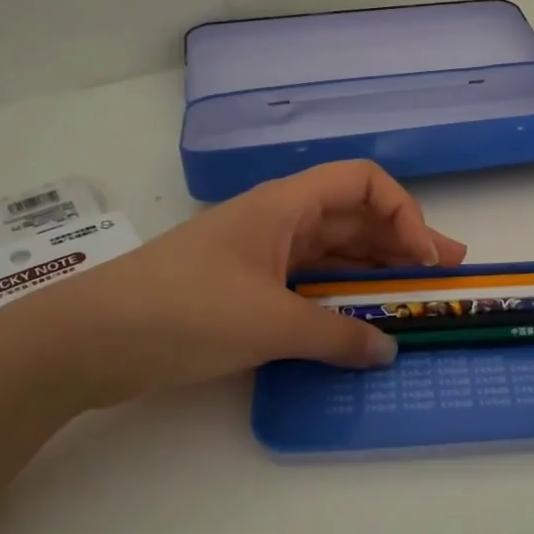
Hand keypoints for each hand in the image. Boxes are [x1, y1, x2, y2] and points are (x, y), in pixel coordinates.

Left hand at [21, 161, 466, 405]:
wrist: (88, 340)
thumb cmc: (183, 311)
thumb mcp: (268, 323)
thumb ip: (336, 336)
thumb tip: (388, 351)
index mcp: (284, 206)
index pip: (362, 182)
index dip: (403, 212)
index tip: (424, 259)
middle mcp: (277, 222)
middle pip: (353, 218)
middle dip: (401, 242)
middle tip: (444, 274)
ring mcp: (260, 256)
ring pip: (332, 253)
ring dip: (374, 272)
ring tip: (415, 297)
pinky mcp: (244, 290)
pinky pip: (308, 286)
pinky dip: (339, 300)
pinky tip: (360, 323)